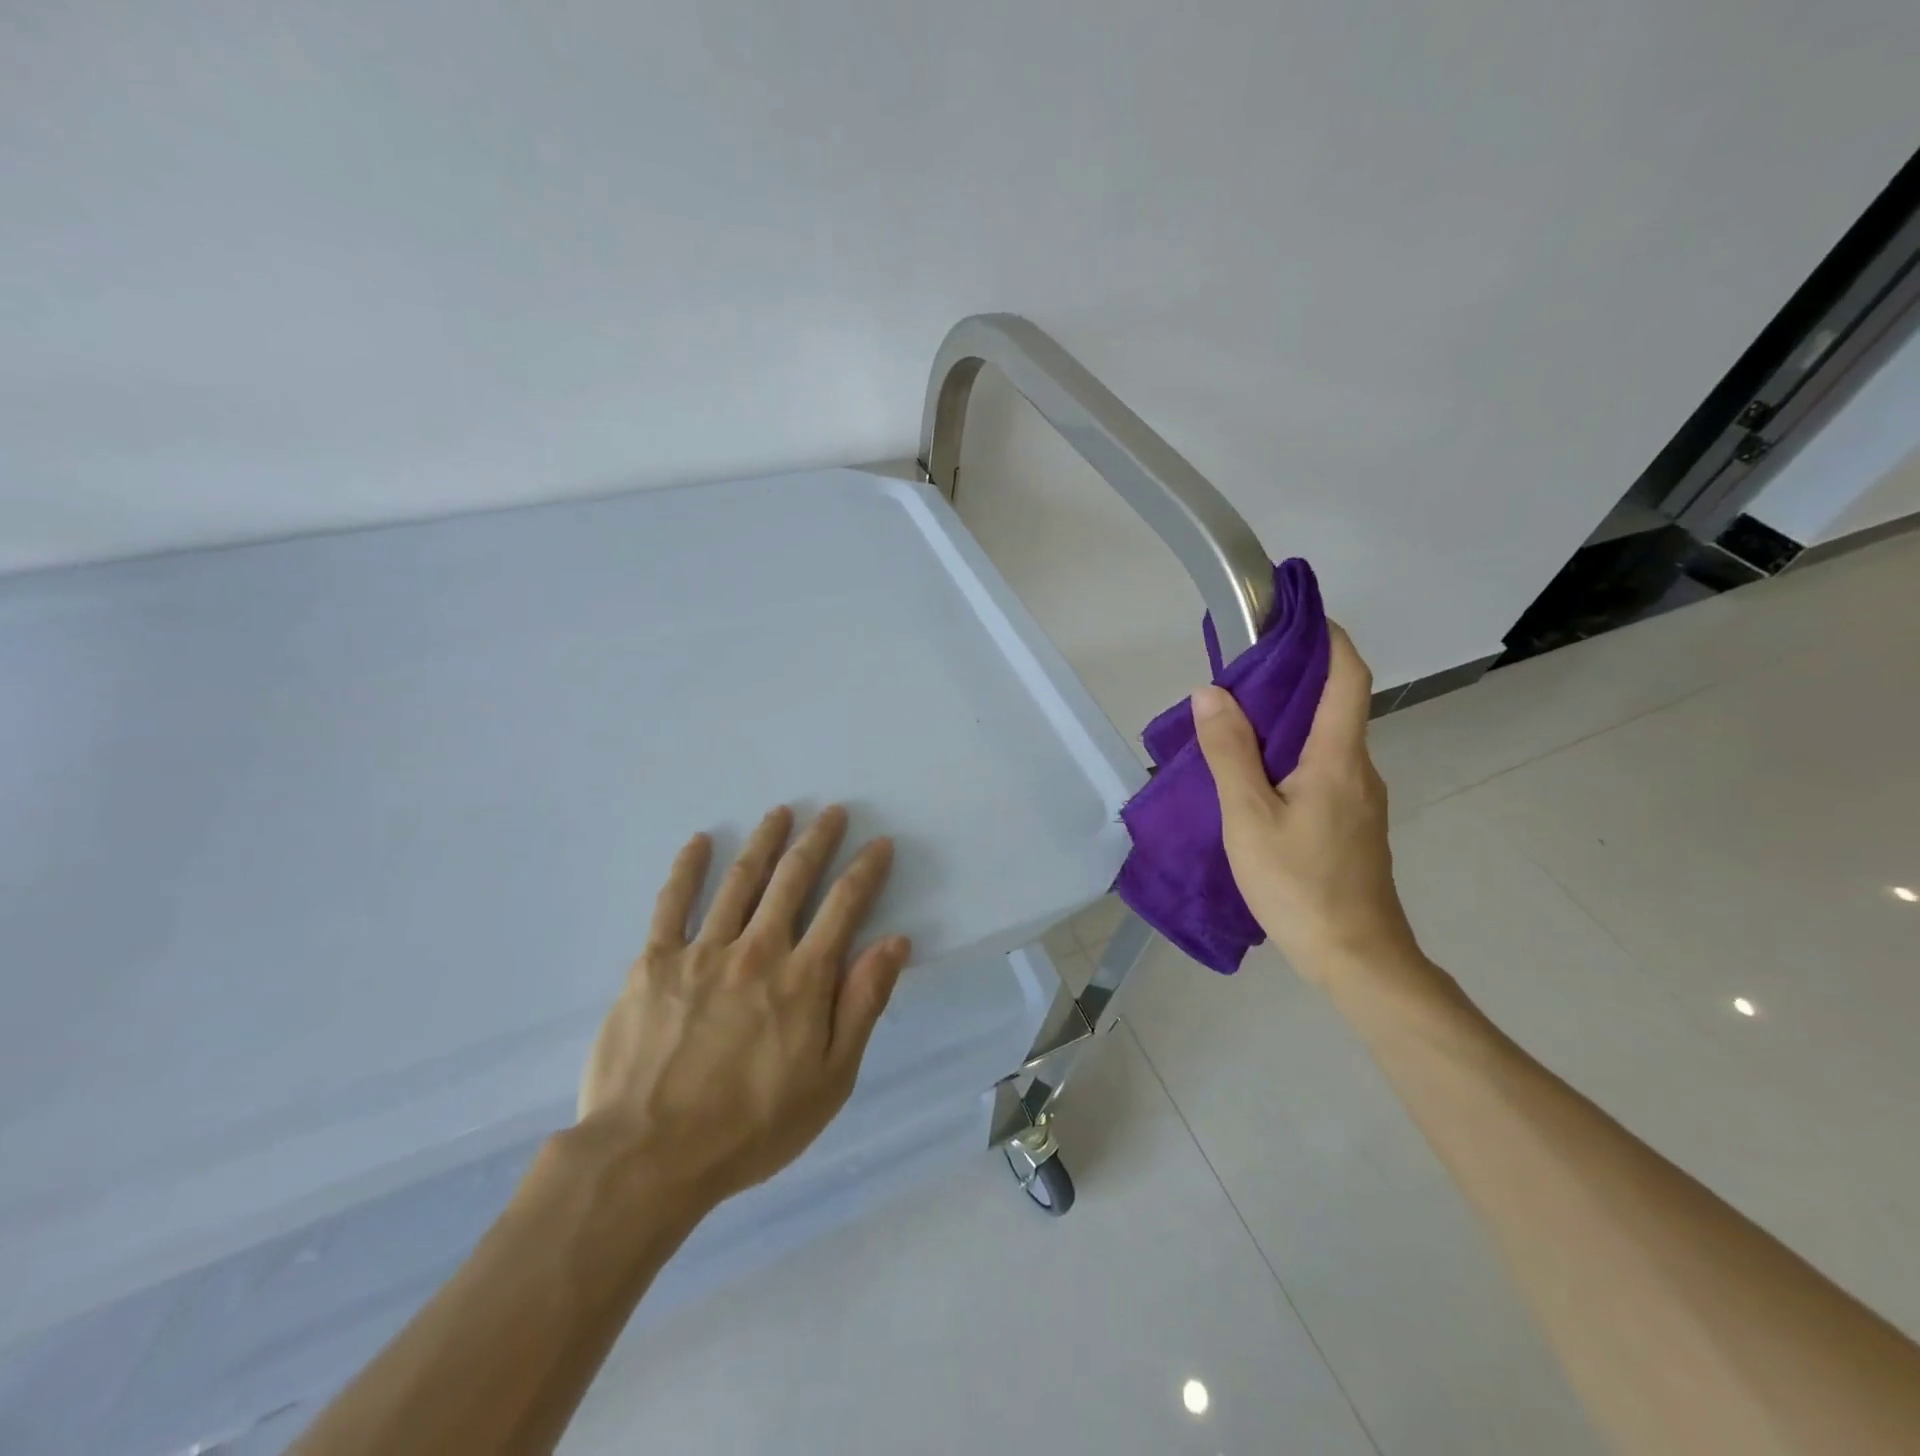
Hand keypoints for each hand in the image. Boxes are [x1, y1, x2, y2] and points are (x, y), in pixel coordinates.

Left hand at [574, 805, 910, 1207]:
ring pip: (740, 880)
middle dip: (817, 841)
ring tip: (780, 812)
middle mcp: (757, 950)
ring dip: (764, 841)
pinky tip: (698, 841)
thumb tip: (894, 942)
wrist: (649, 1156)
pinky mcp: (654, 962)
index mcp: (803, 978)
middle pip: (793, 879)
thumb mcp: (830, 1079)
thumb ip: (862, 1005)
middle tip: (832, 812)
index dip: (865, 870)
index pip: (844, 906)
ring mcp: (702, 951)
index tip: (879, 843)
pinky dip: (686, 868)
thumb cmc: (751, 1127)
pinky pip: (671, 903)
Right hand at [1191, 624, 1419, 987]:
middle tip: (1239, 671)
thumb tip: (1211, 693)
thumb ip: (1229, 752)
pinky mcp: (1350, 824)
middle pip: (1334, 705)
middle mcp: (1358, 770)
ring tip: (1234, 721)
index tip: (1294, 617)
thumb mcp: (1249, 817)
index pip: (1348, 678)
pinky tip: (1255, 775)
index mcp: (1338, 758)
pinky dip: (1290, 753)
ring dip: (1287, 719)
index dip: (1329, 639)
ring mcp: (1358, 799)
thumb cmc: (1300, 884)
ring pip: (1325, 741)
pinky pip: (1322, 769)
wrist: (1356, 957)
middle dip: (1293, 677)